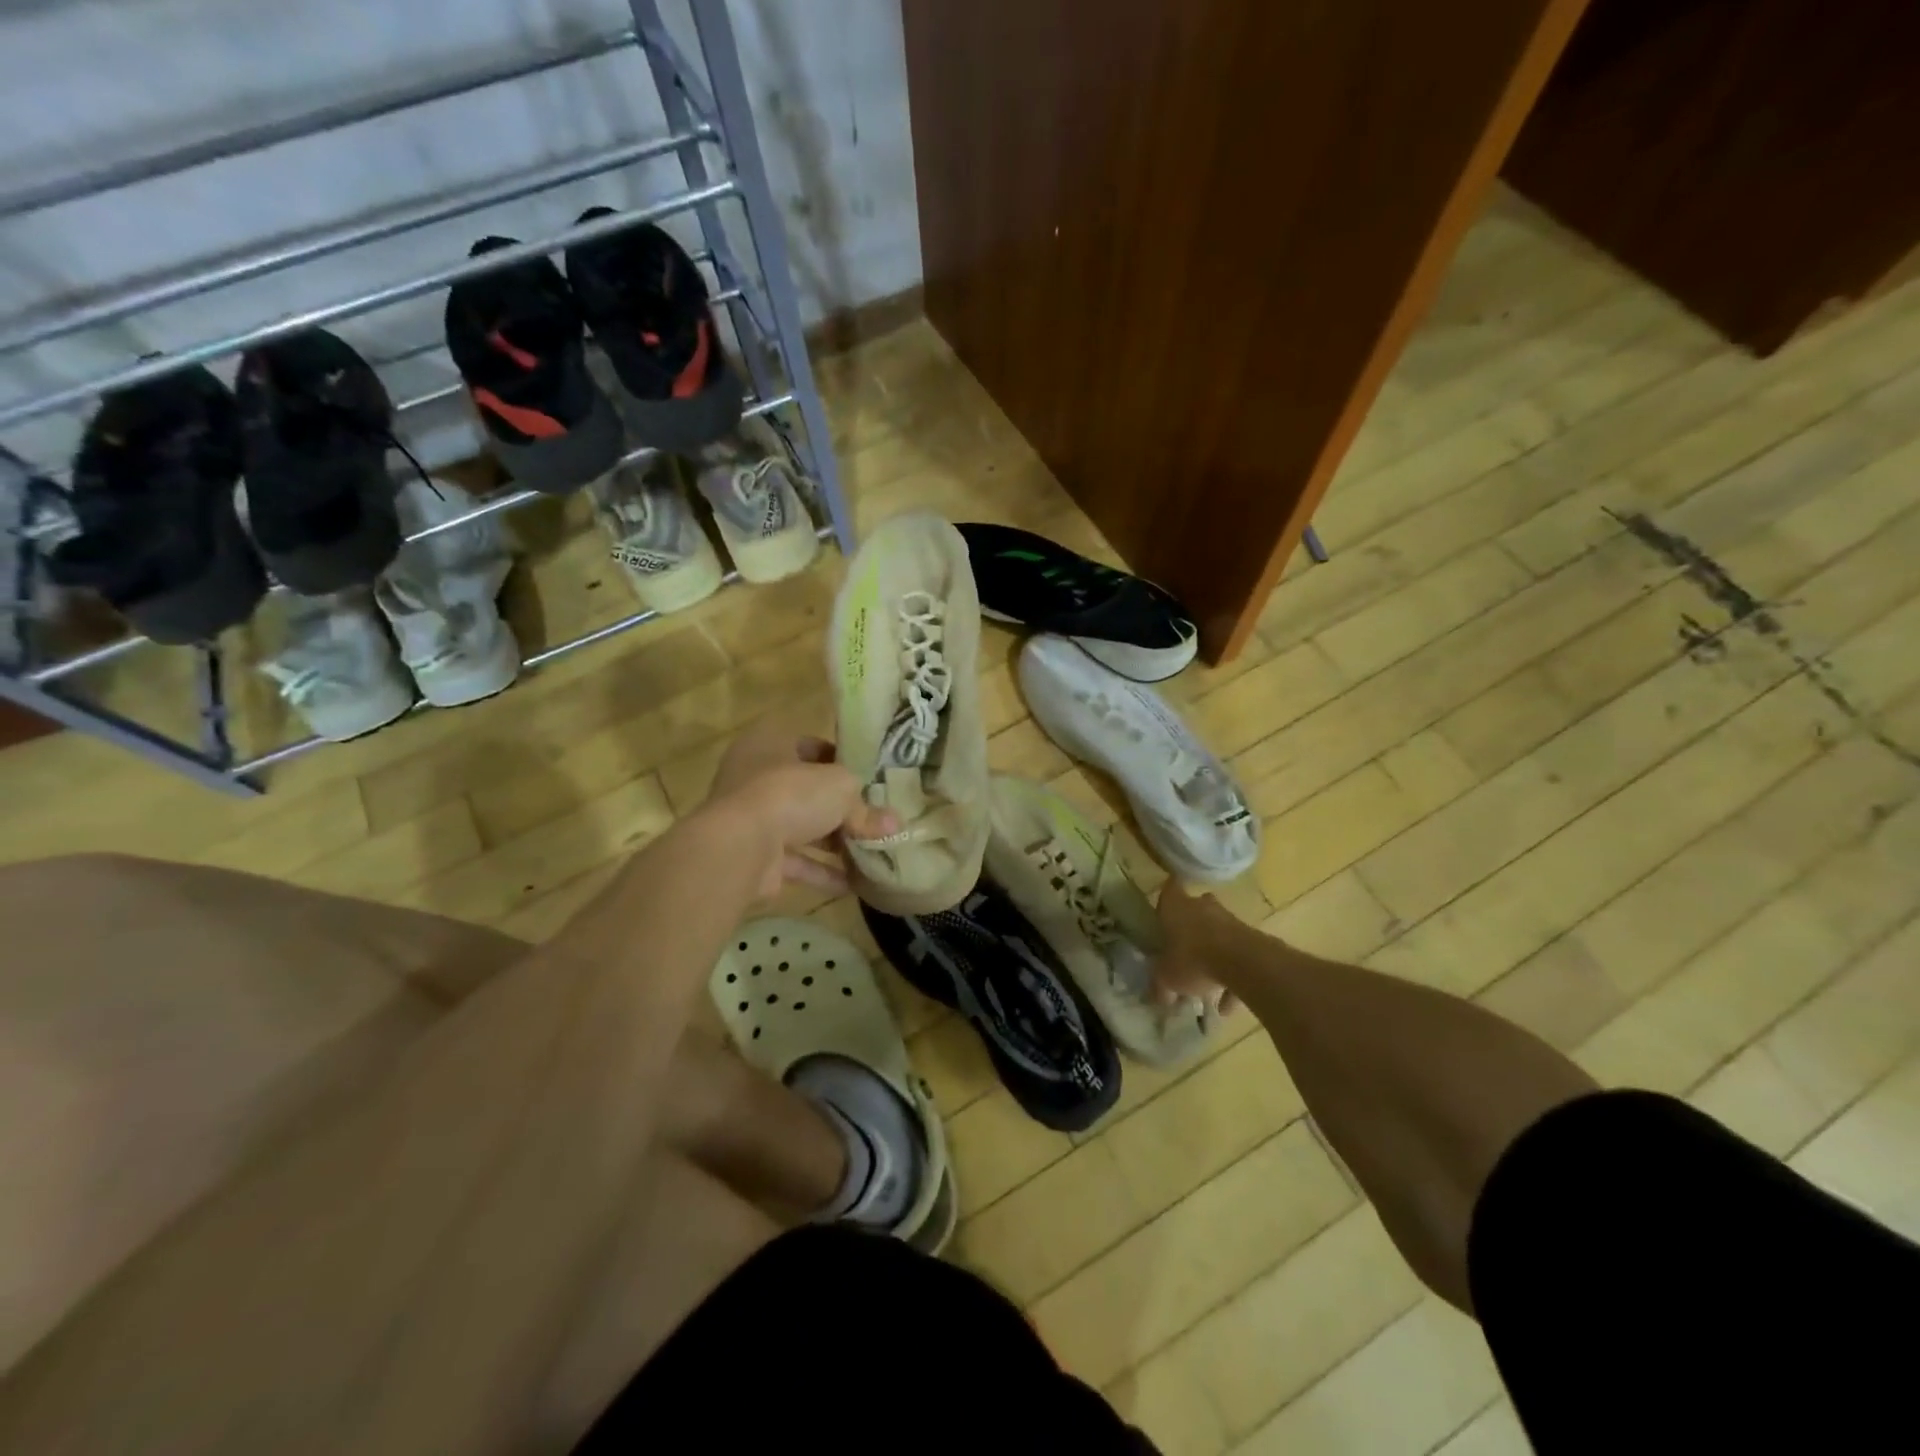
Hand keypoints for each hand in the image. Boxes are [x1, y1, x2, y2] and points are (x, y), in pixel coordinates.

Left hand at [706, 722, 896, 898]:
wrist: (740, 847)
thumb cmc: (789, 794)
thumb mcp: (841, 790)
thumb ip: (866, 808)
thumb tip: (894, 823)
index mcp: (770, 744)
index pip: (811, 746)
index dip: (841, 761)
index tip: (869, 778)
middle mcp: (756, 778)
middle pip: (807, 791)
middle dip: (842, 808)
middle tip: (876, 819)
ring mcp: (753, 819)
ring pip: (802, 827)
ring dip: (835, 842)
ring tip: (873, 853)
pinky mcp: (756, 856)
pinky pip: (797, 861)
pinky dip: (823, 872)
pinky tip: (854, 883)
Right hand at [1153, 882, 1245, 1013]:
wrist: (1243, 962)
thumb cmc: (1193, 958)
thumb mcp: (1166, 976)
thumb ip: (1160, 984)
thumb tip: (1158, 995)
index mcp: (1175, 906)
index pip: (1168, 889)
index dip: (1166, 898)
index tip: (1163, 911)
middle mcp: (1202, 906)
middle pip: (1195, 910)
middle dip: (1190, 927)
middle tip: (1182, 949)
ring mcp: (1229, 920)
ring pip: (1217, 934)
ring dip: (1212, 954)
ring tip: (1205, 987)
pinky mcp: (1251, 938)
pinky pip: (1236, 957)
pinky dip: (1231, 978)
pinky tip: (1226, 1006)